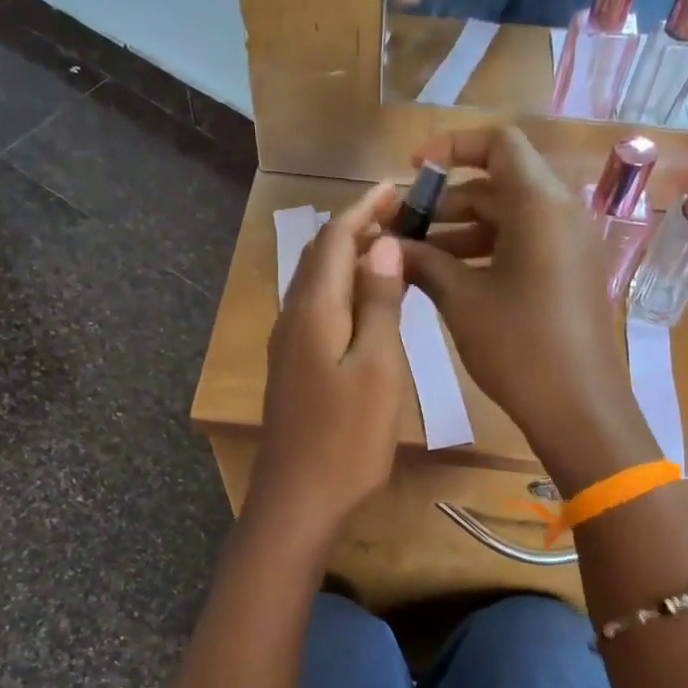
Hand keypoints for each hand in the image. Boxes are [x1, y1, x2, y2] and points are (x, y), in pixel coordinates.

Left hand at [250, 183, 410, 538]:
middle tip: (399, 214)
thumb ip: (379, 303)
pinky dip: (344, 292)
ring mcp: (288, 347)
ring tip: (389, 249)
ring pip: (317, 285)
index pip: (335, 239)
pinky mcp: (293, 370)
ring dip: (349, 260)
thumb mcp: (377, 367)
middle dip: (357, 228)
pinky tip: (368, 305)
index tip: (397, 188)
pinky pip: (318, 312)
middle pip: (321, 257)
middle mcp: (292, 319)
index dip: (364, 209)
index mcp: (313, 310)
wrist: (299, 500)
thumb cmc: (346, 438)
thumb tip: (382, 245)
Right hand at [396, 128, 656, 488]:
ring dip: (460, 231)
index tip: (412, 170)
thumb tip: (388, 245)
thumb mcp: (461, 300)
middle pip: (499, 183)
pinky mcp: (569, 275)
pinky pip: (524, 245)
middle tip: (401, 227)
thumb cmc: (519, 347)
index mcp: (539, 205)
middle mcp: (561, 213)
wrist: (579, 408)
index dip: (451, 147)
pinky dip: (485, 253)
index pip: (498, 143)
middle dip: (446, 201)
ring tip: (413, 258)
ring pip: (508, 218)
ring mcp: (569, 246)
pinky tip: (447, 279)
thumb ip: (423, 262)